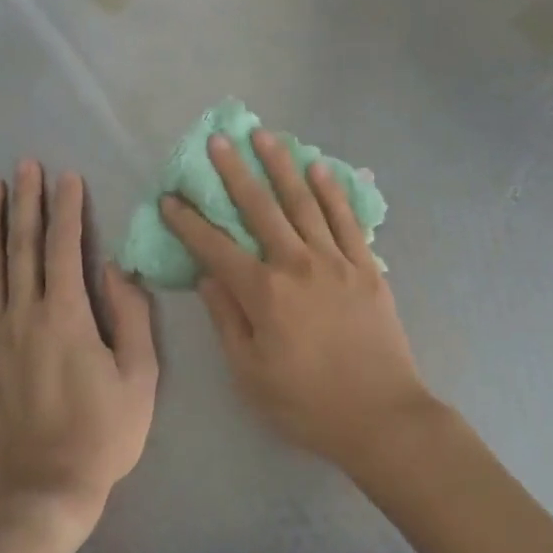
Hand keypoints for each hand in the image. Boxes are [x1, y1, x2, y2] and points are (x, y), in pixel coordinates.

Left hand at [0, 162, 157, 551]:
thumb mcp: (140, 378)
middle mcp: (22, 319)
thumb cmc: (101, 437)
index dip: (67, 209)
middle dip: (26, 202)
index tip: (68, 176)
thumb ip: (132, 317)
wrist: (39, 500)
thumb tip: (117, 268)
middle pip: (22, 248)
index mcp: (67, 318)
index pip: (64, 248)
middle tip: (25, 164)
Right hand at [159, 129, 436, 472]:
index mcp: (264, 294)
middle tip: (219, 140)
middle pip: (260, 208)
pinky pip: (346, 219)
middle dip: (235, 172)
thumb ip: (227, 320)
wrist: (381, 416)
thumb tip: (208, 275)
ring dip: (282, 166)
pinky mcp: (366, 265)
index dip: (190, 222)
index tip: (171, 197)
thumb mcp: (250, 374)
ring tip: (265, 136)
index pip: (216, 248)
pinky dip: (332, 191)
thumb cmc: (307, 404)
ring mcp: (335, 260)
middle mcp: (297, 264)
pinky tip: (319, 167)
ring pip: (303, 202)